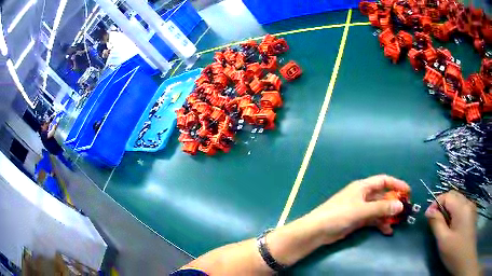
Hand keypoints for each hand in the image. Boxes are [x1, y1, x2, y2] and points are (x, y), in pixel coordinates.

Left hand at [303, 175, 409, 244]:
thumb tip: (400, 205)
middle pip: (382, 196)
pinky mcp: (357, 220)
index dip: (397, 184)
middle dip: (394, 202)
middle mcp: (363, 196)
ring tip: (397, 223)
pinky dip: (380, 224)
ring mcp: (360, 209)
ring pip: (378, 209)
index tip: (408, 191)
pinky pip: (373, 219)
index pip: (384, 181)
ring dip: (388, 215)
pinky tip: (387, 231)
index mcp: (363, 187)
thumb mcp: (361, 210)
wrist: (318, 231)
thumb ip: (381, 208)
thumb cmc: (339, 215)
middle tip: (405, 210)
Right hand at [426, 191, 479, 275]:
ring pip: (458, 201)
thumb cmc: (454, 251)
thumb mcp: (443, 240)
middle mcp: (468, 203)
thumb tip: (428, 211)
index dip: (436, 203)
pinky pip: (462, 207)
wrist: (465, 258)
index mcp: (461, 207)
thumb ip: (436, 223)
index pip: (447, 196)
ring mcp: (471, 208)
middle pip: (453, 195)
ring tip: (442, 224)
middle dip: (442, 204)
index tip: (427, 216)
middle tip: (434, 220)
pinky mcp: (471, 214)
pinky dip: (454, 212)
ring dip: (448, 209)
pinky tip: (452, 225)